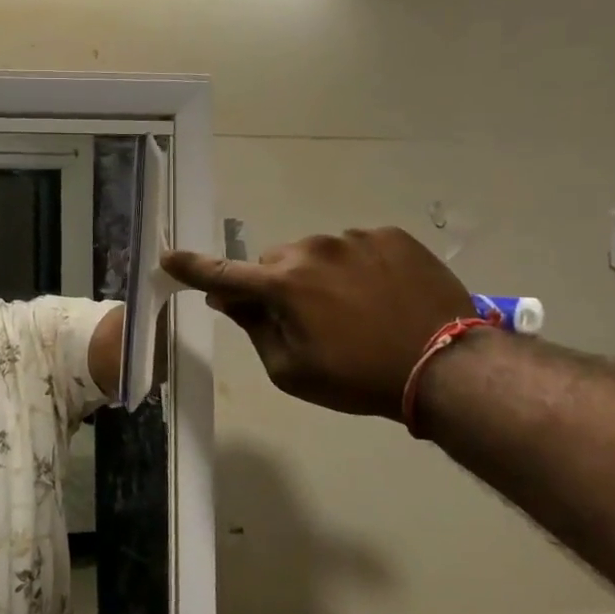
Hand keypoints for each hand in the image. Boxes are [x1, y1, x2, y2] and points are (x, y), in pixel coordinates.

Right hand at [162, 228, 474, 418]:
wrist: (447, 366)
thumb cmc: (359, 378)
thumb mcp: (293, 371)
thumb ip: (255, 330)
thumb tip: (228, 299)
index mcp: (283, 285)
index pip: (224, 273)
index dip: (192, 267)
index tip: (167, 257)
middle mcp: (311, 249)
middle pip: (274, 263)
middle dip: (277, 285)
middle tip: (305, 321)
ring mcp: (354, 238)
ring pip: (316, 253)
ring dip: (319, 276)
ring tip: (354, 311)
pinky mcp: (390, 236)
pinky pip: (355, 247)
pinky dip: (356, 268)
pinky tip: (381, 296)